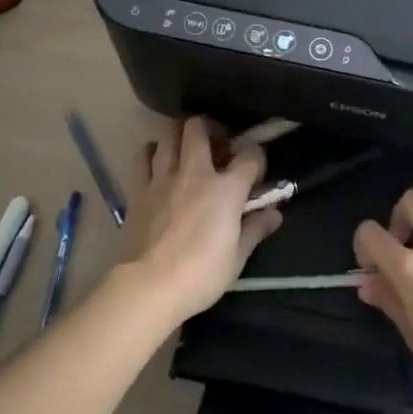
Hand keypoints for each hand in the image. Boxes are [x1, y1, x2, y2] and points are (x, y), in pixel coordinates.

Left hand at [122, 117, 281, 322]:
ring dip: (179, 134)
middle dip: (211, 128)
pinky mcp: (138, 189)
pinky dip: (151, 152)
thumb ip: (255, 230)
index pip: (250, 155)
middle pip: (200, 127)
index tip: (256, 172)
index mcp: (226, 188)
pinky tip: (156, 161)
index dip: (257, 157)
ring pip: (168, 134)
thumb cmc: (200, 274)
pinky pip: (142, 156)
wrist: (148, 286)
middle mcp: (195, 172)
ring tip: (185, 146)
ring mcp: (163, 177)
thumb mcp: (237, 258)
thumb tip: (274, 214)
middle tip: (216, 143)